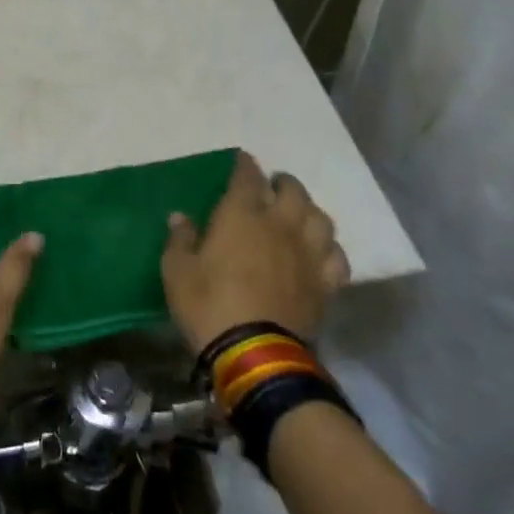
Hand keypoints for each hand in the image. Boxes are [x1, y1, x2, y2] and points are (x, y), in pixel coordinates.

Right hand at [161, 151, 349, 349]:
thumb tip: (180, 216)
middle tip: (273, 185)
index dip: (245, 165)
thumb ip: (180, 240)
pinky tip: (320, 251)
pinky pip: (336, 257)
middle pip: (292, 192)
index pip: (247, 178)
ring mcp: (308, 255)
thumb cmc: (208, 305)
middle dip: (283, 183)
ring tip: (299, 212)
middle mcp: (280, 226)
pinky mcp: (325, 284)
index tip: (242, 160)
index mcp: (241, 216)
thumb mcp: (177, 271)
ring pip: (320, 219)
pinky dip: (328, 247)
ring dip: (309, 210)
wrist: (255, 353)